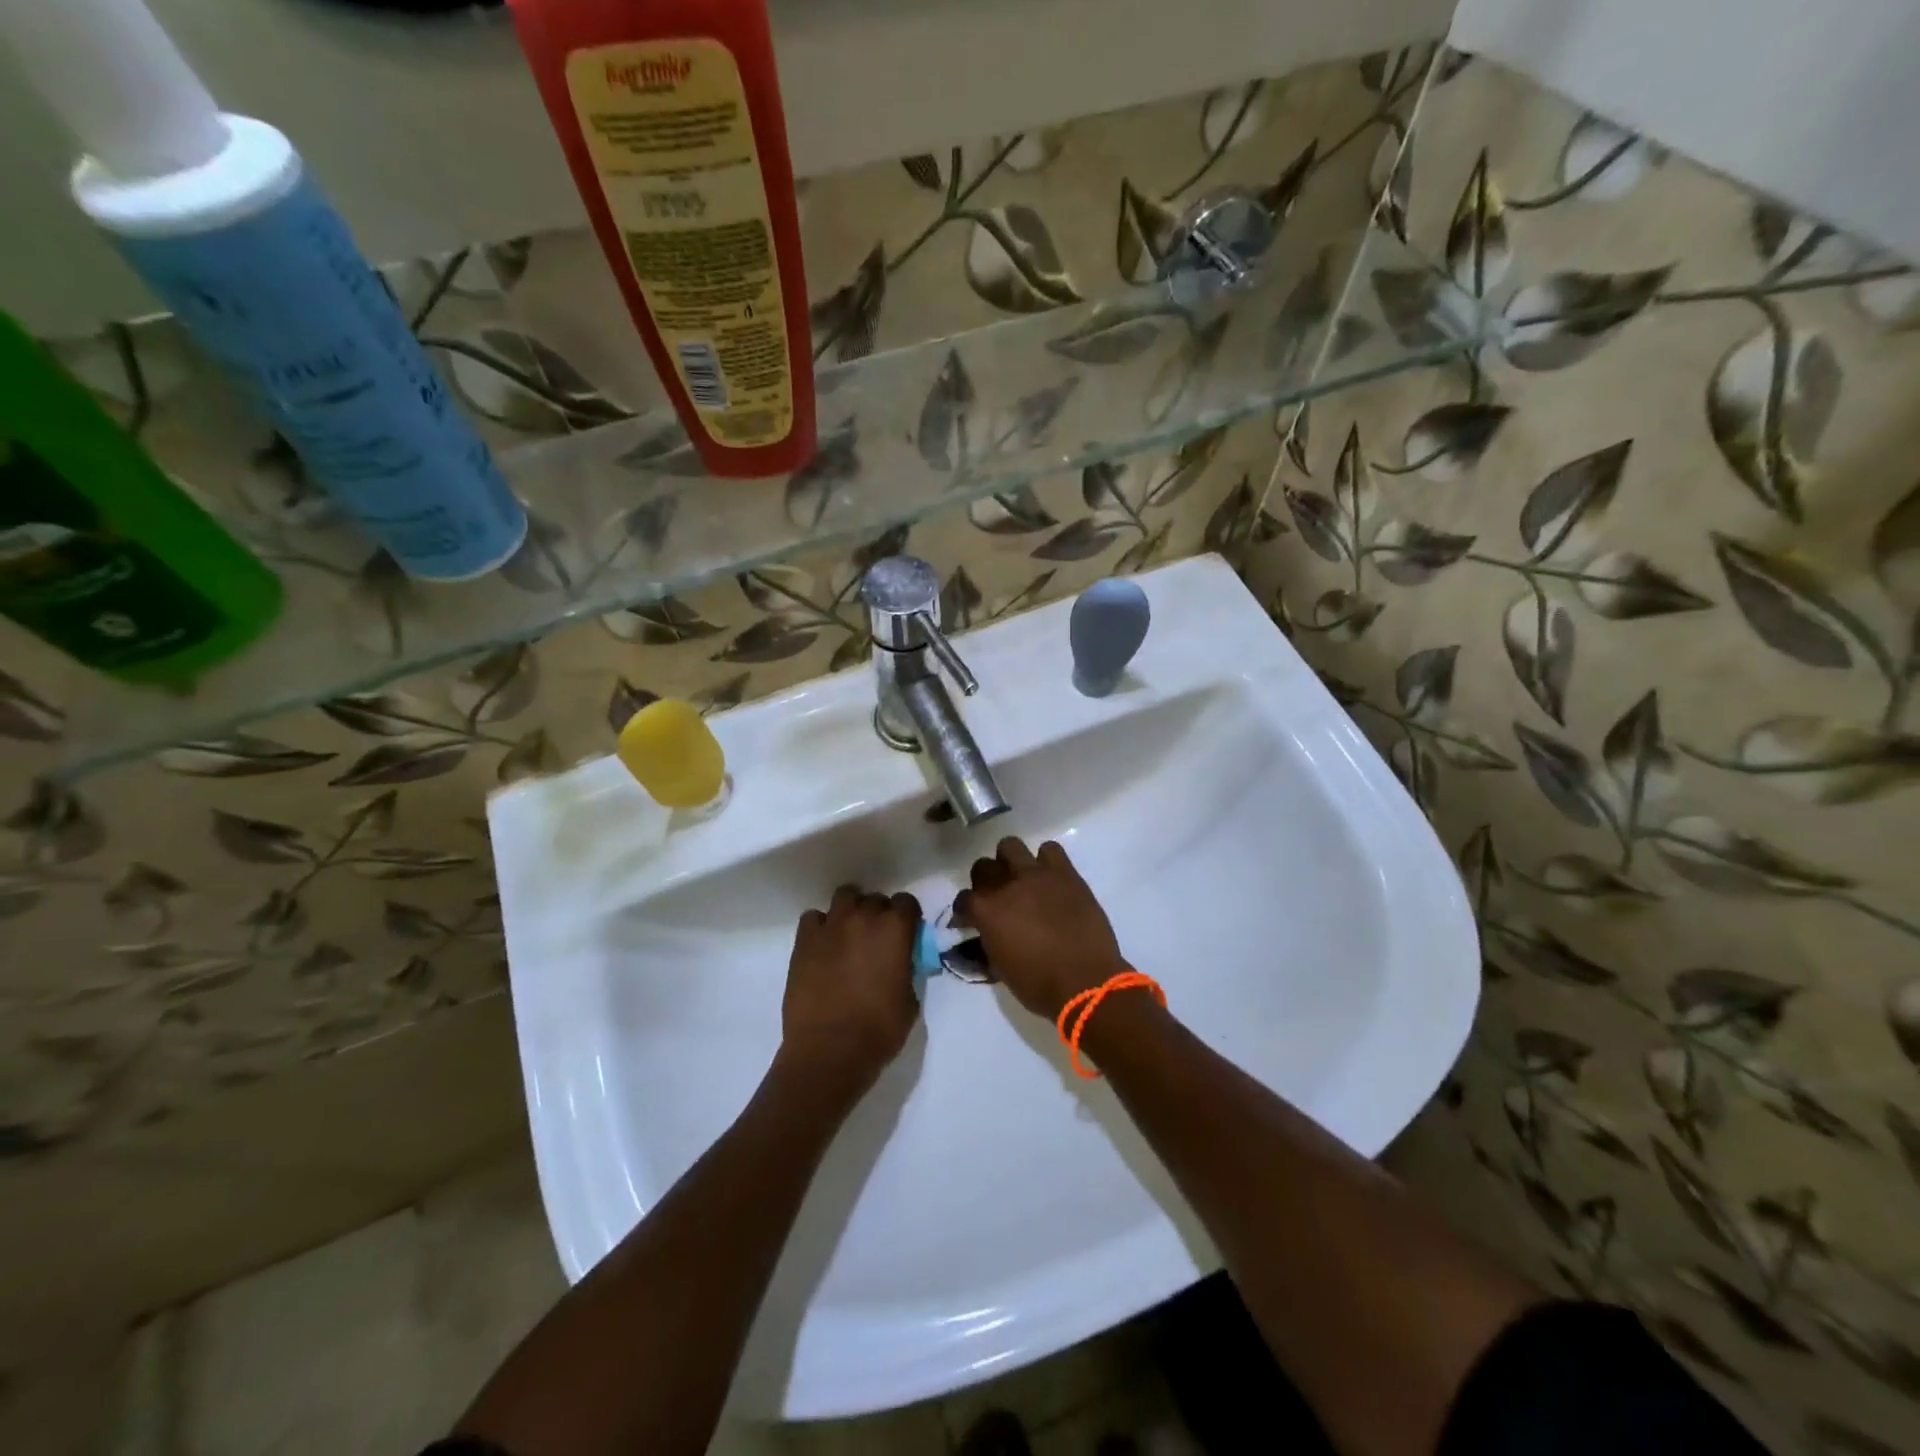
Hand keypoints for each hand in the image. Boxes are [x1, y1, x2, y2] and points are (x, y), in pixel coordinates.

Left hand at [780, 885, 921, 1093]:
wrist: (829, 1050)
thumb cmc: (879, 1030)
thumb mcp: (910, 999)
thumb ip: (907, 969)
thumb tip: (901, 963)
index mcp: (895, 930)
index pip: (907, 902)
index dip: (907, 917)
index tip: (905, 932)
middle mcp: (864, 918)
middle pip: (875, 899)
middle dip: (879, 914)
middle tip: (876, 939)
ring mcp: (831, 926)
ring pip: (844, 897)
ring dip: (850, 910)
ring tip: (848, 934)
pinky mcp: (804, 940)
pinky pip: (813, 918)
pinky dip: (821, 926)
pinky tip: (823, 946)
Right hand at [954, 838, 1127, 1019]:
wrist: (1086, 981)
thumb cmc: (1039, 985)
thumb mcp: (1000, 969)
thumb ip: (987, 944)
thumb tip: (984, 937)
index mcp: (987, 912)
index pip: (964, 899)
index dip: (965, 910)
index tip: (970, 919)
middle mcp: (1007, 886)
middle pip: (983, 866)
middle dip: (986, 880)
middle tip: (997, 896)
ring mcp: (1037, 875)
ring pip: (1011, 846)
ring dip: (1011, 861)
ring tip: (1022, 878)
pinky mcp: (1065, 873)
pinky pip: (1051, 850)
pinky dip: (1047, 861)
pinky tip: (1051, 879)